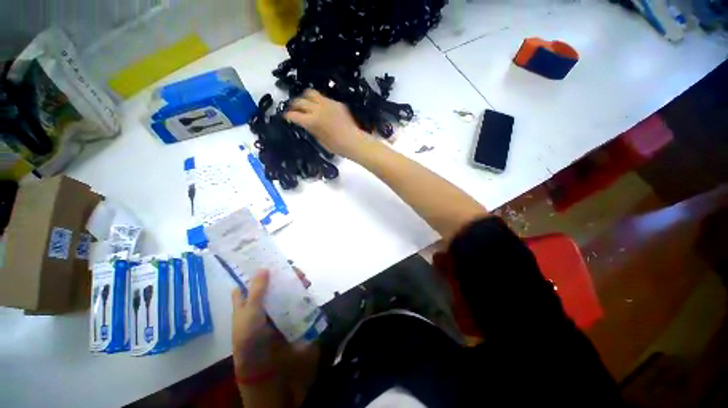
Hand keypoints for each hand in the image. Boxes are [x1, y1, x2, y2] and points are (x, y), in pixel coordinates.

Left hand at [231, 269, 316, 378]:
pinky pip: (293, 300)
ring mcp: (274, 309)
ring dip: (293, 282)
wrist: (265, 366)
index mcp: (246, 303)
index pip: (248, 282)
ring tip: (303, 278)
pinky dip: (300, 293)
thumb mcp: (250, 312)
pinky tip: (307, 288)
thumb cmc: (251, 337)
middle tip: (292, 268)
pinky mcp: (287, 315)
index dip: (255, 270)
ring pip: (284, 290)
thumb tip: (263, 267)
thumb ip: (258, 290)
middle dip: (281, 274)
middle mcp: (260, 304)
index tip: (268, 259)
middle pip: (271, 283)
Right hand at [284, 89, 368, 158]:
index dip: (288, 115)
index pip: (294, 114)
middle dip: (294, 105)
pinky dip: (318, 101)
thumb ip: (311, 128)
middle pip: (300, 101)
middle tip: (293, 110)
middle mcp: (318, 108)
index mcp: (312, 121)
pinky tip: (321, 108)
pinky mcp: (336, 103)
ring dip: (305, 97)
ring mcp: (328, 103)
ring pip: (310, 93)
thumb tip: (305, 123)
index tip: (286, 116)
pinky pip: (324, 97)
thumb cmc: (336, 146)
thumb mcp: (320, 140)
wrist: (353, 141)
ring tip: (305, 103)